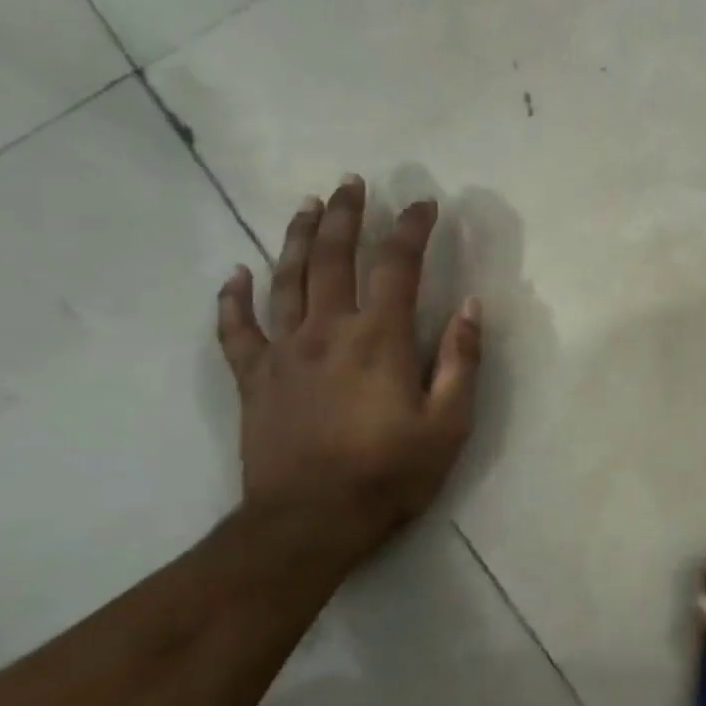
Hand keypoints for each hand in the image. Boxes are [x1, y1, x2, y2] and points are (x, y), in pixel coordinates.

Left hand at [215, 176, 481, 539]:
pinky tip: (234, 275)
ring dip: (298, 239)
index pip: (396, 266)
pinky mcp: (253, 379)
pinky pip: (236, 330)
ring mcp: (283, 352)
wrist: (309, 522)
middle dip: (347, 216)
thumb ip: (460, 360)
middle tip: (353, 183)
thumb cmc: (389, 473)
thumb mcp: (448, 423)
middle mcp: (327, 331)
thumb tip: (472, 306)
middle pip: (334, 258)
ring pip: (286, 280)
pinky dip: (232, 299)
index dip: (411, 229)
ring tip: (308, 206)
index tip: (424, 205)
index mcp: (379, 339)